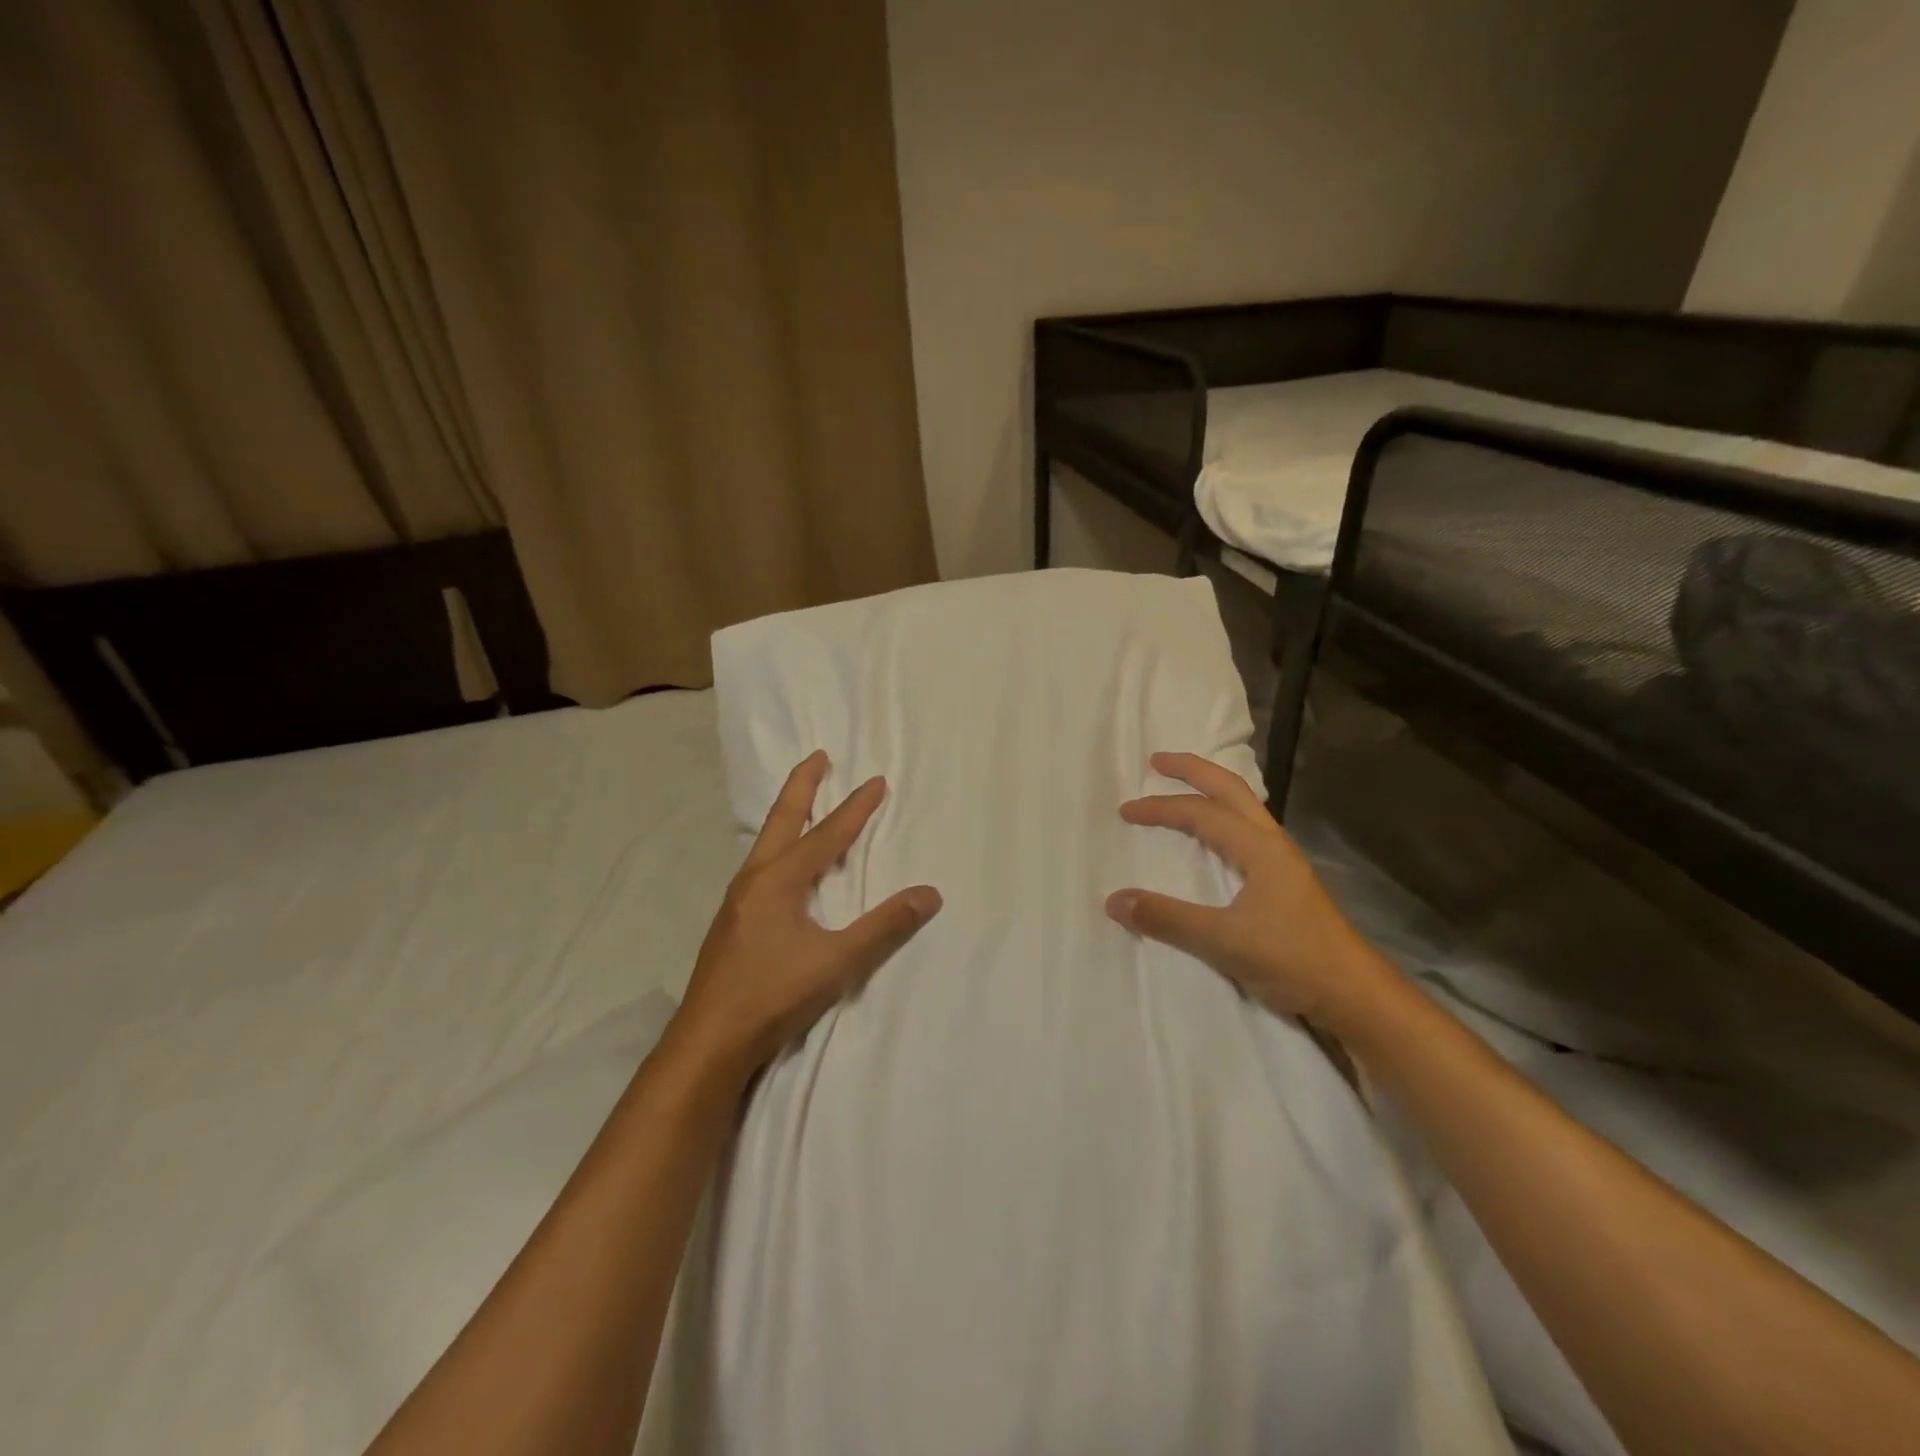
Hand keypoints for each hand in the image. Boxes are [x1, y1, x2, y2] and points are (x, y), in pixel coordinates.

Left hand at [665, 751, 941, 1087]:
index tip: (876, 781)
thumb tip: (929, 894)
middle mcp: (755, 879)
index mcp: (779, 880)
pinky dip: (779, 845)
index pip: (827, 834)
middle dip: (802, 786)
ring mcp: (738, 900)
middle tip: (818, 757)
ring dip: (788, 814)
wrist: (708, 1042)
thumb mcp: (837, 962)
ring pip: (767, 842)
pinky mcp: (733, 922)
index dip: (855, 808)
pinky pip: (760, 865)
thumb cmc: (773, 996)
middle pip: (782, 819)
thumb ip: (884, 927)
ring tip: (803, 802)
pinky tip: (782, 864)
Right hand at [1105, 752, 1387, 1027]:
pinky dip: (1223, 819)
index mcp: (1260, 848)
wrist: (1356, 995)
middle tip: (1158, 761)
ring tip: (1182, 789)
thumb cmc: (1294, 960)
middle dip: (1193, 770)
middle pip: (1231, 790)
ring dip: (1211, 792)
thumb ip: (1168, 919)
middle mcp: (1273, 844)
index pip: (1202, 813)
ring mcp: (1283, 862)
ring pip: (1244, 808)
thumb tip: (1114, 900)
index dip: (1161, 808)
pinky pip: (1248, 832)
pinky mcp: (1286, 882)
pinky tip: (1214, 838)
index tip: (1125, 812)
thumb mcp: (1224, 942)